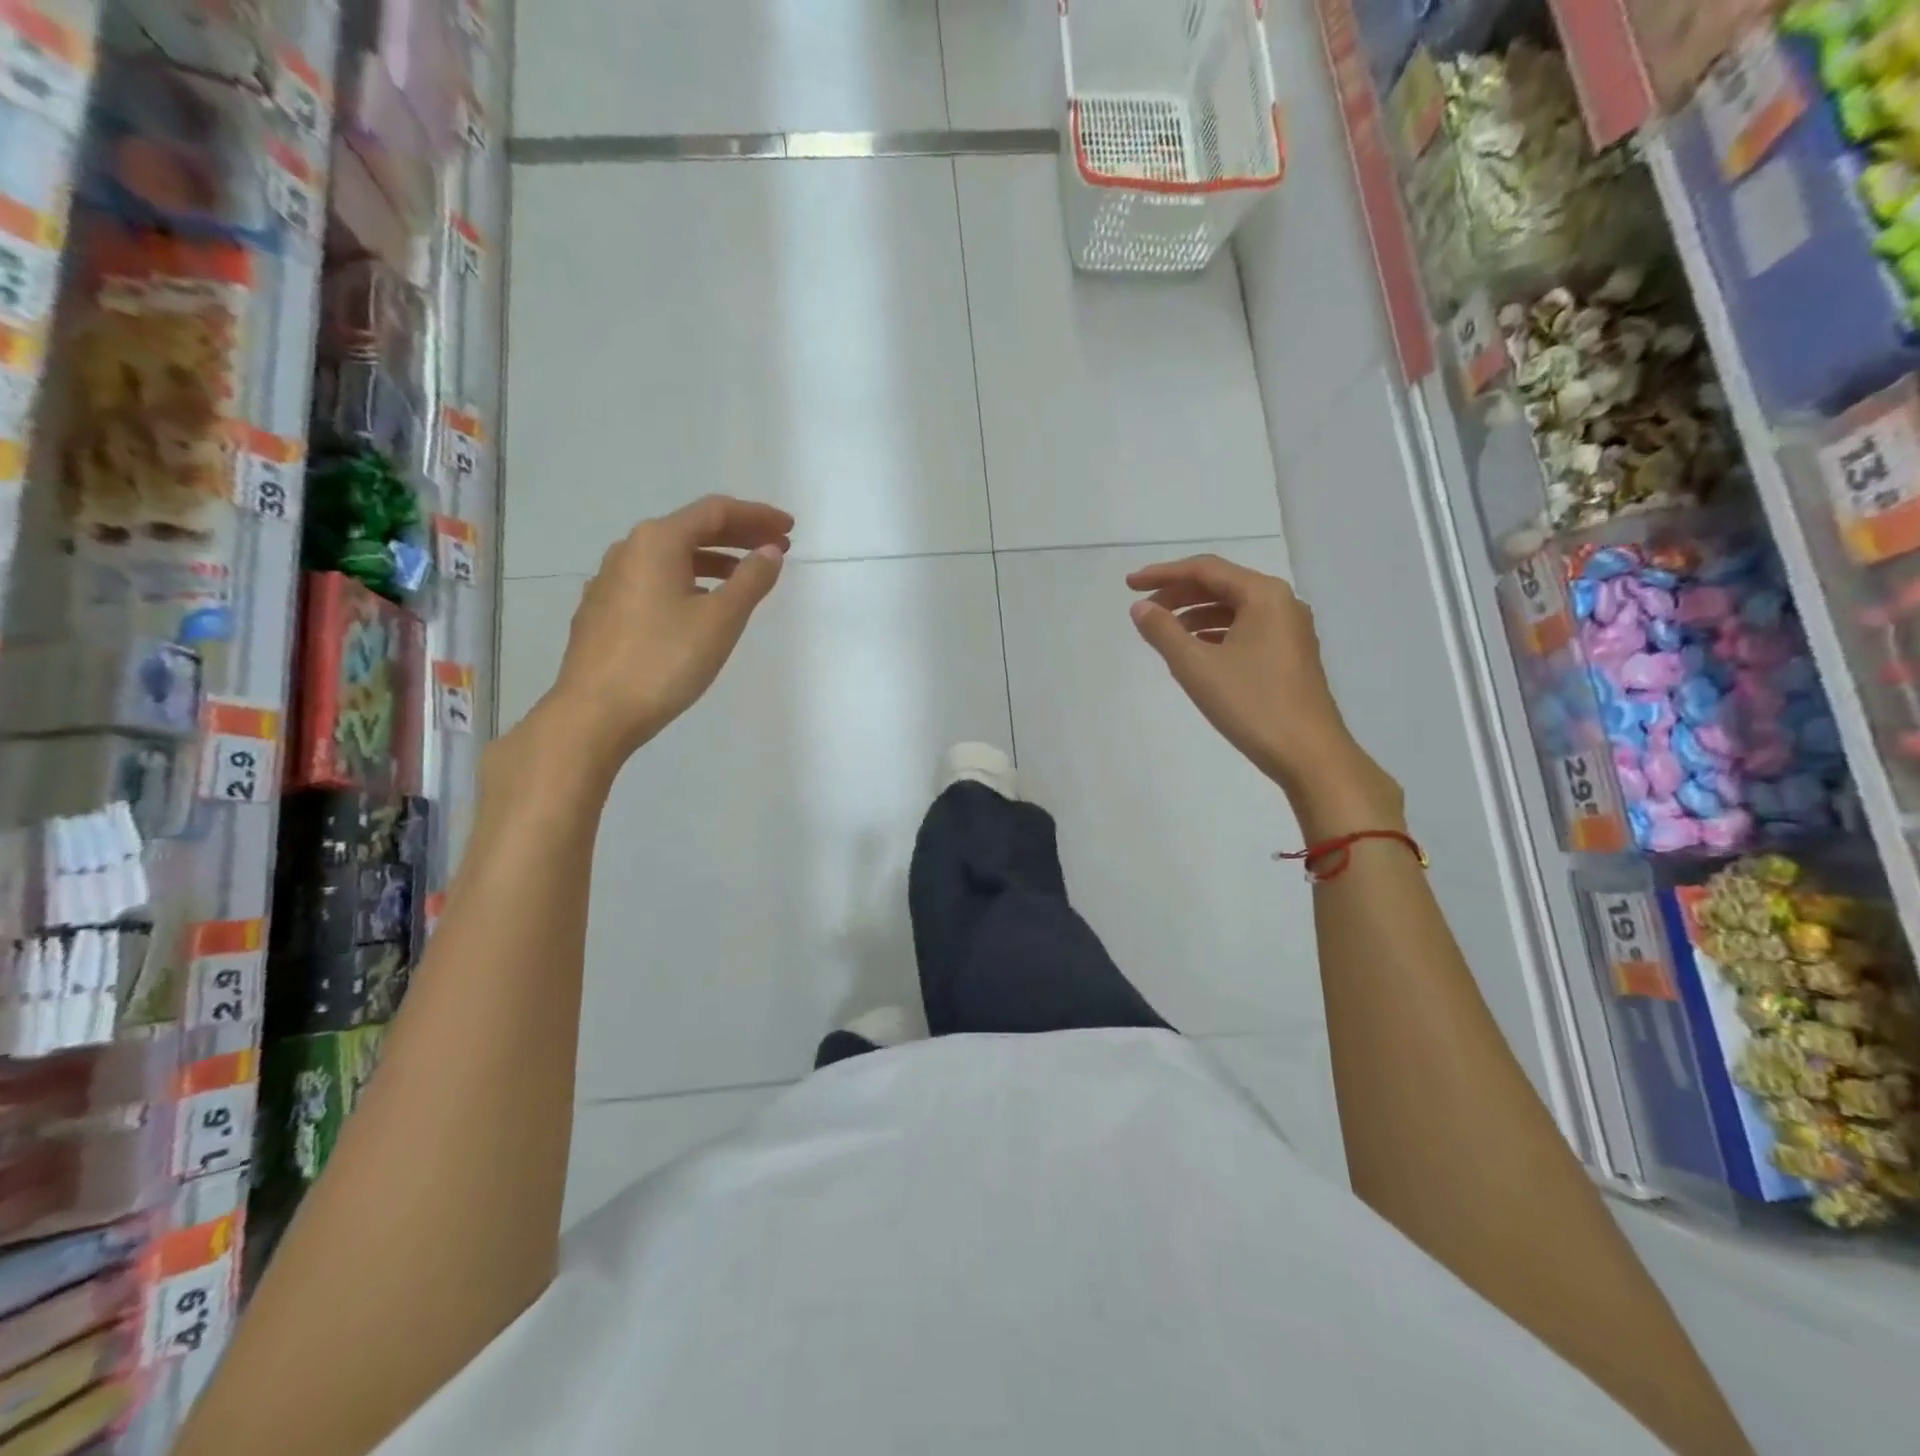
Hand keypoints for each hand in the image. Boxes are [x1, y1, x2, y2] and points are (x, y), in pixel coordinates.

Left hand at [538, 495, 791, 766]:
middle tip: (776, 546)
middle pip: (692, 529)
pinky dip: (688, 581)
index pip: (715, 512)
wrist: (595, 713)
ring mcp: (610, 581)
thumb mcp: (720, 620)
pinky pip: (655, 581)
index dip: (757, 516)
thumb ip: (751, 580)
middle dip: (738, 535)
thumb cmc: (664, 661)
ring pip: (672, 557)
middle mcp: (629, 550)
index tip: (790, 528)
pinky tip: (699, 606)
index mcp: (657, 542)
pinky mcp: (603, 611)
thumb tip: (770, 552)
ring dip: (714, 560)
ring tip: (745, 577)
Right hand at [1127, 554, 1401, 825]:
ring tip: (1163, 632)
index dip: (1163, 574)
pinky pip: (1245, 630)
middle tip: (1143, 609)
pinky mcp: (1290, 655)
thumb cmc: (1251, 704)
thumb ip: (1163, 631)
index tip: (1129, 585)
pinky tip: (1194, 651)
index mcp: (1264, 595)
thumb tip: (1140, 607)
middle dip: (1179, 594)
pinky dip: (1215, 633)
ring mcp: (1290, 630)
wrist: (1308, 753)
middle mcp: (1282, 603)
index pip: (1205, 569)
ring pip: (1233, 609)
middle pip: (1221, 585)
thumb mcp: (1197, 666)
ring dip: (1195, 615)